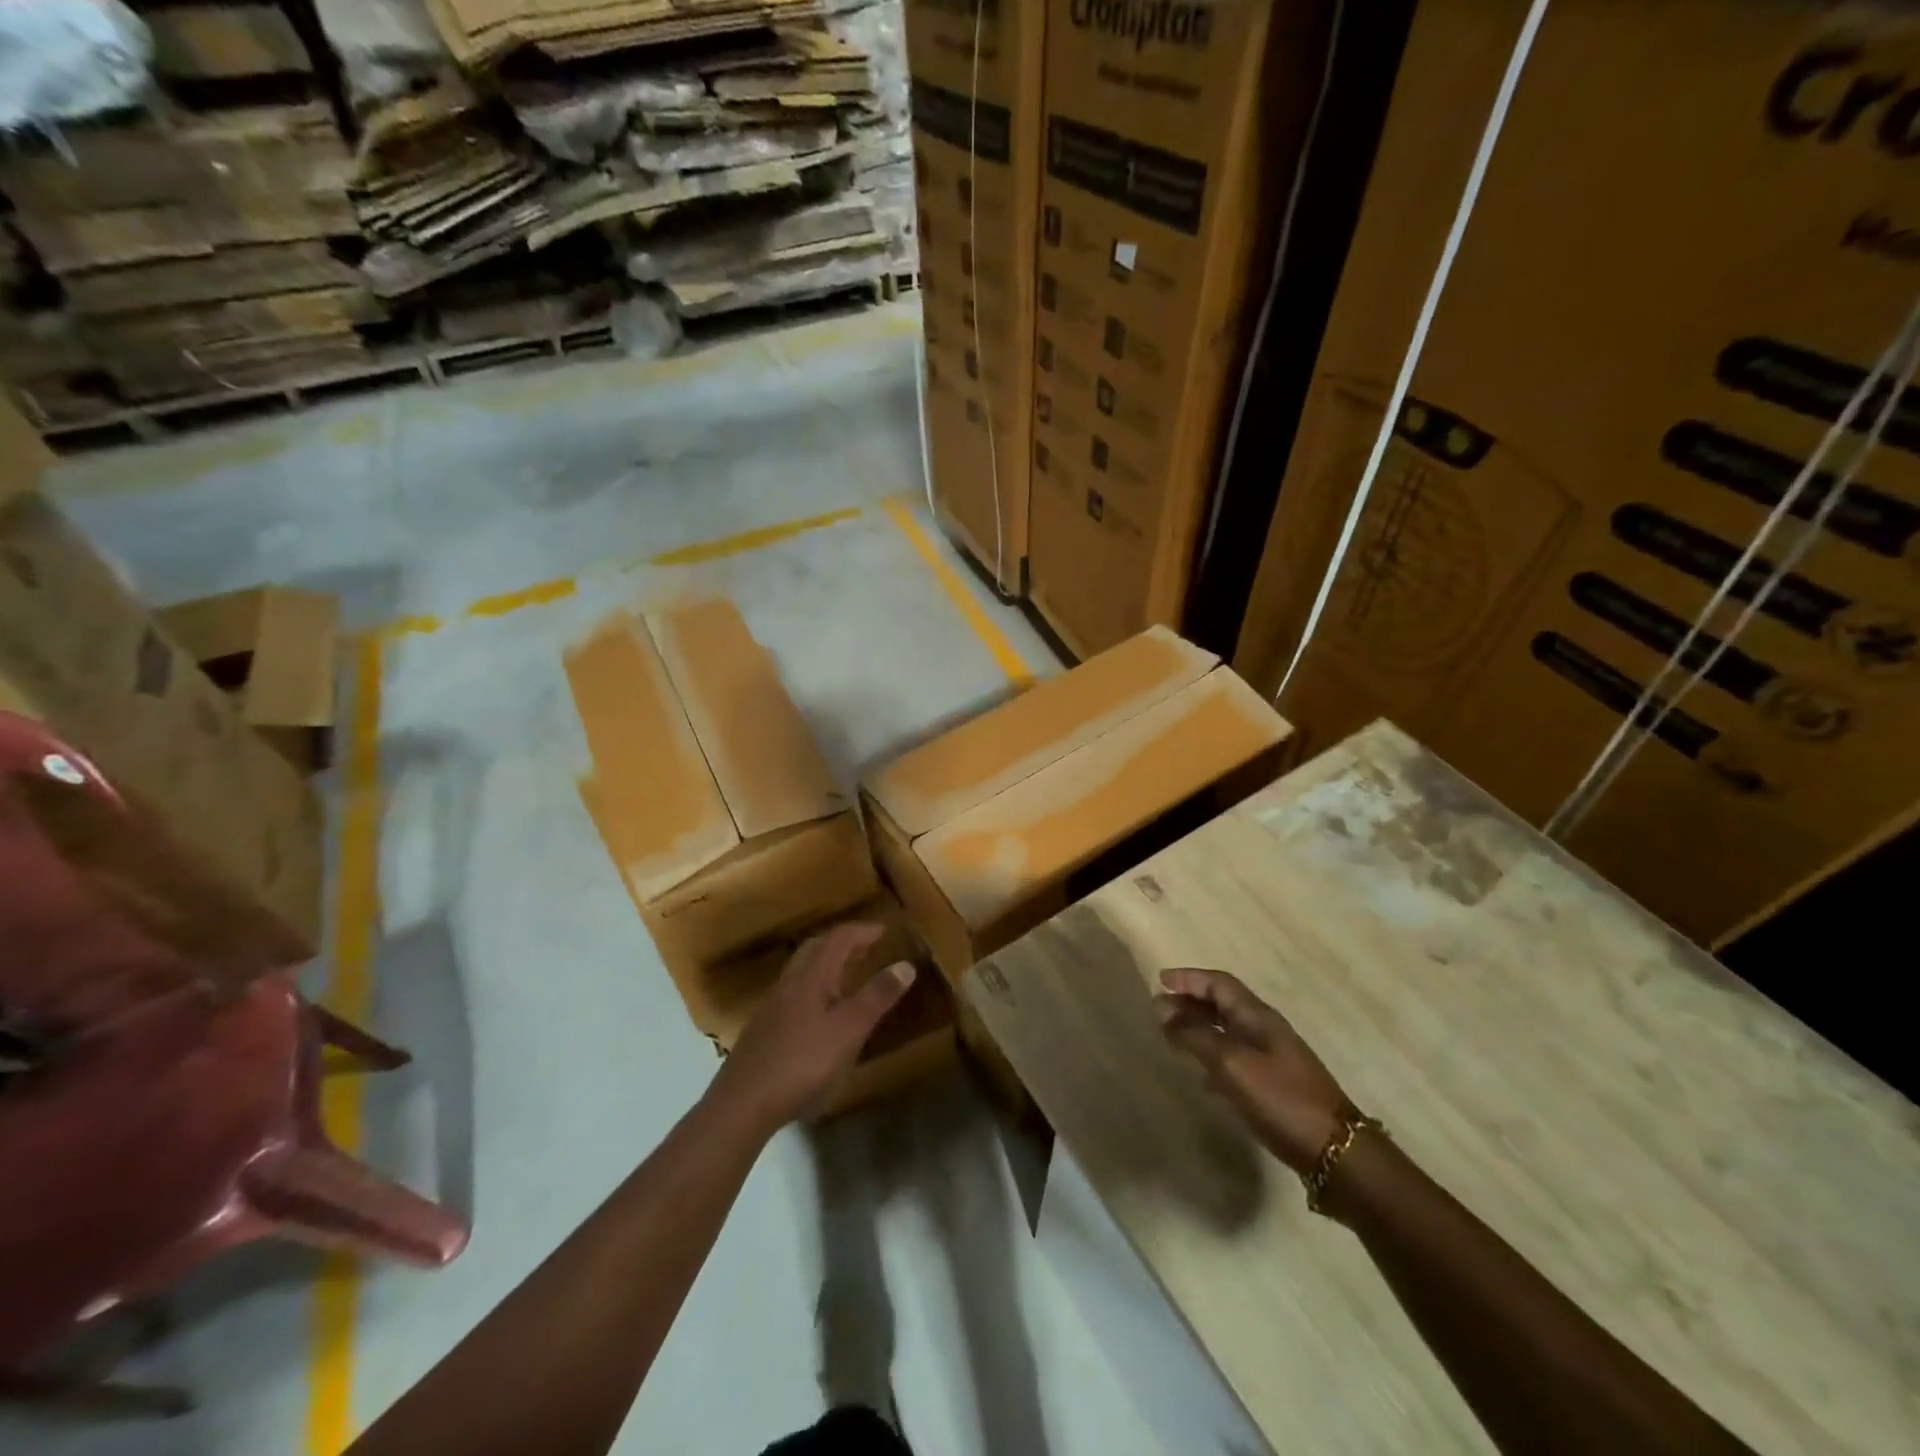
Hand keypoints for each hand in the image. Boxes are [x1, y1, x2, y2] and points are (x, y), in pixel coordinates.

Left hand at [711, 922, 915, 1134]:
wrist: (742, 1105)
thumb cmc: (802, 1063)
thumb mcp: (849, 1031)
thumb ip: (877, 997)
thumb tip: (906, 964)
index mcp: (811, 977)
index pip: (839, 939)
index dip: (863, 931)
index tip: (885, 930)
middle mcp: (789, 984)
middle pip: (815, 949)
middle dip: (842, 943)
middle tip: (867, 948)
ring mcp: (772, 1008)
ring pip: (802, 972)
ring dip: (826, 965)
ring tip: (848, 979)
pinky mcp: (763, 1032)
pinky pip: (794, 995)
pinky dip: (814, 990)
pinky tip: (821, 1016)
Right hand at [1155, 968, 1353, 1173]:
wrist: (1336, 1151)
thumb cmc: (1281, 1099)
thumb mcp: (1231, 1064)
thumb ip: (1195, 1035)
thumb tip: (1163, 1009)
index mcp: (1257, 1016)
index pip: (1219, 983)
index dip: (1189, 978)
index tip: (1159, 981)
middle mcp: (1265, 1029)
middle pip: (1223, 1003)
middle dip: (1191, 1002)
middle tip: (1159, 1010)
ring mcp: (1272, 1057)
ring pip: (1228, 1030)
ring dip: (1199, 1027)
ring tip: (1173, 1037)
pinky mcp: (1275, 1083)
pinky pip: (1235, 1056)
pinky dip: (1213, 1055)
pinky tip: (1202, 1075)